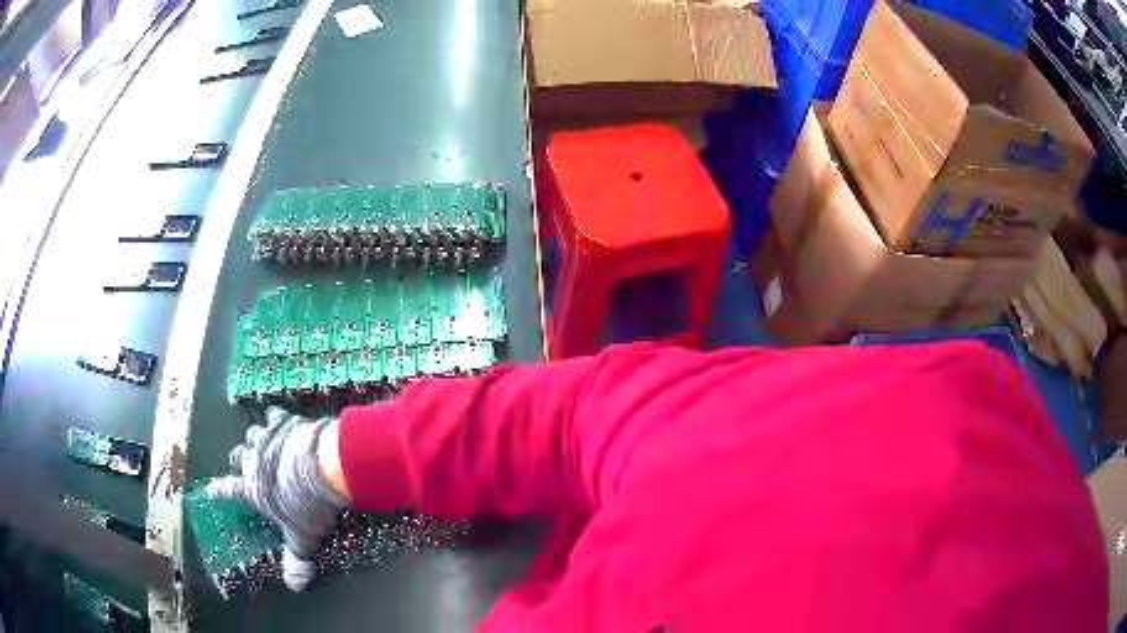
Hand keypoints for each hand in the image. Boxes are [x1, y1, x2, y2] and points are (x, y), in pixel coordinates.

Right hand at [207, 407, 347, 590]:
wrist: (322, 468)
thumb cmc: (306, 506)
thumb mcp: (301, 538)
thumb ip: (296, 560)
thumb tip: (296, 585)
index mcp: (252, 489)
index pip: (229, 490)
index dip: (219, 489)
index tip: (209, 488)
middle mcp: (254, 461)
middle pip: (239, 455)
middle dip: (241, 459)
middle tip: (246, 463)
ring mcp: (268, 438)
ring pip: (253, 433)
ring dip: (257, 438)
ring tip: (263, 441)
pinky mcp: (285, 422)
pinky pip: (275, 415)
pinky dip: (277, 418)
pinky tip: (281, 418)